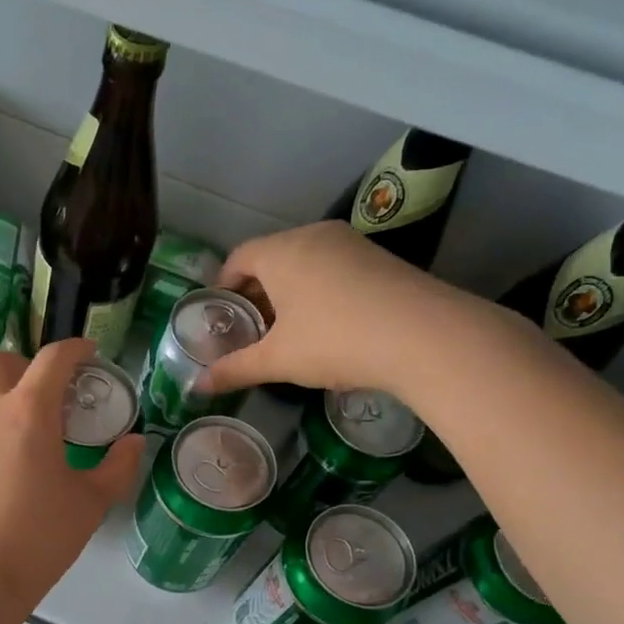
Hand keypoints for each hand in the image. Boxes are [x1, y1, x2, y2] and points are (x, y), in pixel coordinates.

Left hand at [0, 338, 144, 615]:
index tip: (89, 353)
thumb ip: (117, 467)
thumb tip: (133, 443)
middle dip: (23, 363)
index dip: (74, 349)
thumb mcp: (90, 504)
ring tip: (21, 424)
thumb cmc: (37, 538)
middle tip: (47, 390)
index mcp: (28, 412)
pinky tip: (0, 460)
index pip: (52, 359)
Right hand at [200, 220, 496, 399]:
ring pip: (304, 262)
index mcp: (281, 251)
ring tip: (285, 332)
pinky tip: (324, 326)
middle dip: (255, 293)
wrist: (425, 336)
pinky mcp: (379, 258)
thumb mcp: (278, 360)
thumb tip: (198, 387)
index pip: (238, 258)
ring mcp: (351, 244)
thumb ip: (235, 369)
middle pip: (271, 258)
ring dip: (287, 292)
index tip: (219, 316)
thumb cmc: (335, 340)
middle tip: (249, 330)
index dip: (223, 286)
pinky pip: (333, 268)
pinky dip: (318, 290)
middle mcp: (314, 235)